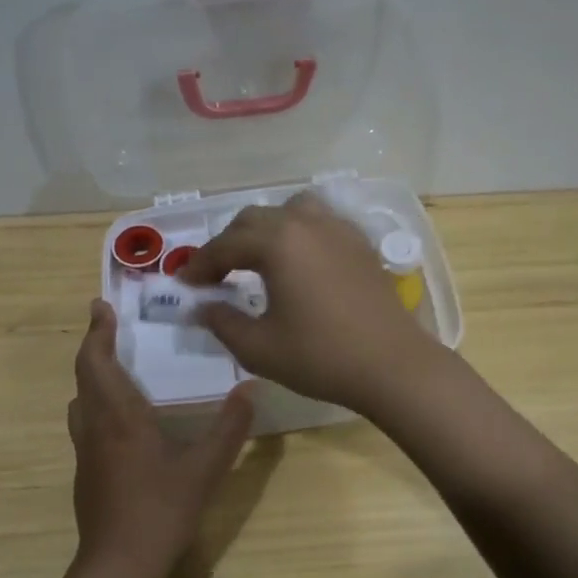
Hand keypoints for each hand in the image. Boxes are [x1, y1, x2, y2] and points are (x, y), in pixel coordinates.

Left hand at [68, 299, 252, 577]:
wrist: (118, 565)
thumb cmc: (160, 510)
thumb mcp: (205, 469)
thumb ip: (229, 428)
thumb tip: (250, 389)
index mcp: (120, 417)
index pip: (97, 362)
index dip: (97, 332)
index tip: (101, 307)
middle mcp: (95, 426)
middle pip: (84, 376)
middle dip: (94, 346)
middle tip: (108, 326)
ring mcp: (85, 451)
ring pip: (81, 401)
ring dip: (92, 376)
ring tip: (115, 366)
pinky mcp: (85, 472)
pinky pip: (85, 423)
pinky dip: (96, 403)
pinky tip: (121, 418)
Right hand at [181, 190, 438, 411]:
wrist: (393, 366)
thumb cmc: (321, 357)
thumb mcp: (259, 348)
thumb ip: (222, 322)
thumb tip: (202, 306)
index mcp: (278, 242)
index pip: (226, 245)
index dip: (200, 265)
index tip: (184, 285)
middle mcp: (306, 223)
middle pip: (254, 220)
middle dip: (228, 244)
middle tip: (214, 276)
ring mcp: (338, 229)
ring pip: (289, 211)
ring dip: (264, 230)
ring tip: (256, 259)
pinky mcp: (360, 243)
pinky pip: (319, 222)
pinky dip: (297, 233)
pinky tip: (297, 262)